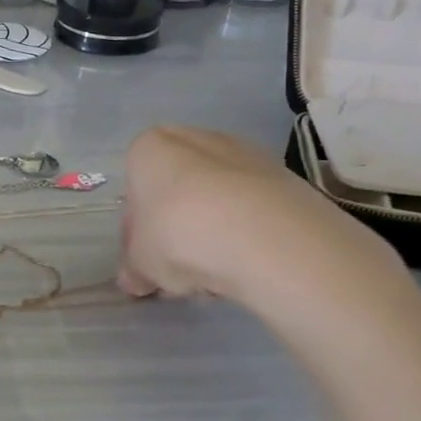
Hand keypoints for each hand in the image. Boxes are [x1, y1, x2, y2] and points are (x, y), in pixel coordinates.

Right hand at [117, 127, 411, 319]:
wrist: (266, 236)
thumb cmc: (179, 235)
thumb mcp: (141, 263)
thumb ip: (134, 269)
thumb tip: (134, 281)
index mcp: (149, 149)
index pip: (135, 188)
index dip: (139, 228)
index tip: (148, 256)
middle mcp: (195, 139)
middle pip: (178, 189)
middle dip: (178, 227)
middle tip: (181, 267)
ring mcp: (245, 154)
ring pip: (218, 199)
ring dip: (214, 232)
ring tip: (219, 275)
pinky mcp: (286, 177)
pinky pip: (255, 208)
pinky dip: (250, 234)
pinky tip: (250, 266)